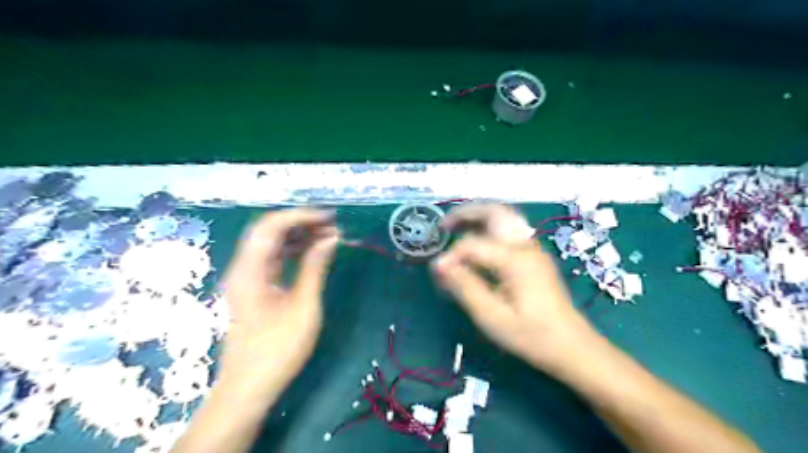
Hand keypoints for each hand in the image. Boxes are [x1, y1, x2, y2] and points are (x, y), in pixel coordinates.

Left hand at [216, 209, 337, 399]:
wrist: (249, 387)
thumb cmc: (277, 349)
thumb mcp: (303, 306)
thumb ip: (315, 268)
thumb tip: (330, 238)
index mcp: (250, 270)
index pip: (271, 226)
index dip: (300, 216)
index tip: (329, 217)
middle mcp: (243, 268)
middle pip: (268, 231)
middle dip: (300, 222)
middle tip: (331, 224)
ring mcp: (246, 278)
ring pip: (270, 244)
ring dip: (297, 235)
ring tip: (328, 235)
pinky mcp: (253, 287)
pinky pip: (272, 259)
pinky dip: (292, 251)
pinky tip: (312, 251)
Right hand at [433, 205, 594, 374]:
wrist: (572, 346)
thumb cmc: (532, 335)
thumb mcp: (492, 316)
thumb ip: (465, 287)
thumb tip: (439, 264)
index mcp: (515, 259)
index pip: (473, 244)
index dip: (452, 255)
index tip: (438, 272)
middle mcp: (525, 246)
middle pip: (495, 212)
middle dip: (466, 213)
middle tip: (444, 225)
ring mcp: (533, 249)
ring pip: (504, 217)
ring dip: (478, 217)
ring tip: (456, 228)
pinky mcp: (534, 257)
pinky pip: (509, 230)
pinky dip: (489, 228)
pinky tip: (478, 243)